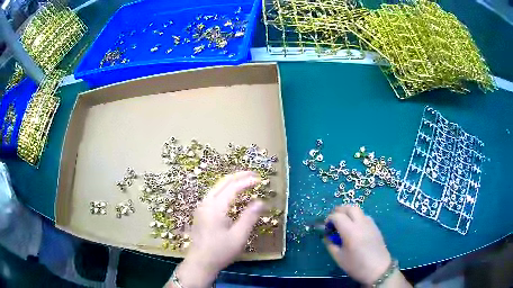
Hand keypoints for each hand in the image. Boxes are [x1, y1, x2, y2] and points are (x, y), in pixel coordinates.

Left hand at [169, 171, 264, 287]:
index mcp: (216, 207)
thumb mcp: (239, 236)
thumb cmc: (220, 251)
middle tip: (254, 175)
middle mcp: (206, 202)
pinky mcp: (201, 212)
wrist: (200, 262)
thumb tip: (261, 201)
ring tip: (245, 181)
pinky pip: (214, 194)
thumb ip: (250, 217)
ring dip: (231, 181)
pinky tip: (232, 193)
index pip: (233, 187)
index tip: (260, 180)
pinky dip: (225, 189)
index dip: (247, 181)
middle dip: (239, 176)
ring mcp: (201, 207)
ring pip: (217, 187)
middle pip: (223, 182)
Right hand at [325, 205, 391, 285]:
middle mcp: (361, 223)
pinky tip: (354, 229)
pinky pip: (364, 216)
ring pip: (358, 210)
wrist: (378, 269)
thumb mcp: (339, 258)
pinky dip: (356, 217)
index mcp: (350, 231)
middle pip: (349, 207)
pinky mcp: (375, 226)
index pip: (337, 216)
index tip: (326, 228)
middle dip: (339, 211)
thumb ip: (330, 244)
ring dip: (348, 213)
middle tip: (333, 221)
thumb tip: (327, 236)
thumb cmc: (356, 265)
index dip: (329, 219)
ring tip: (343, 224)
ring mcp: (370, 223)